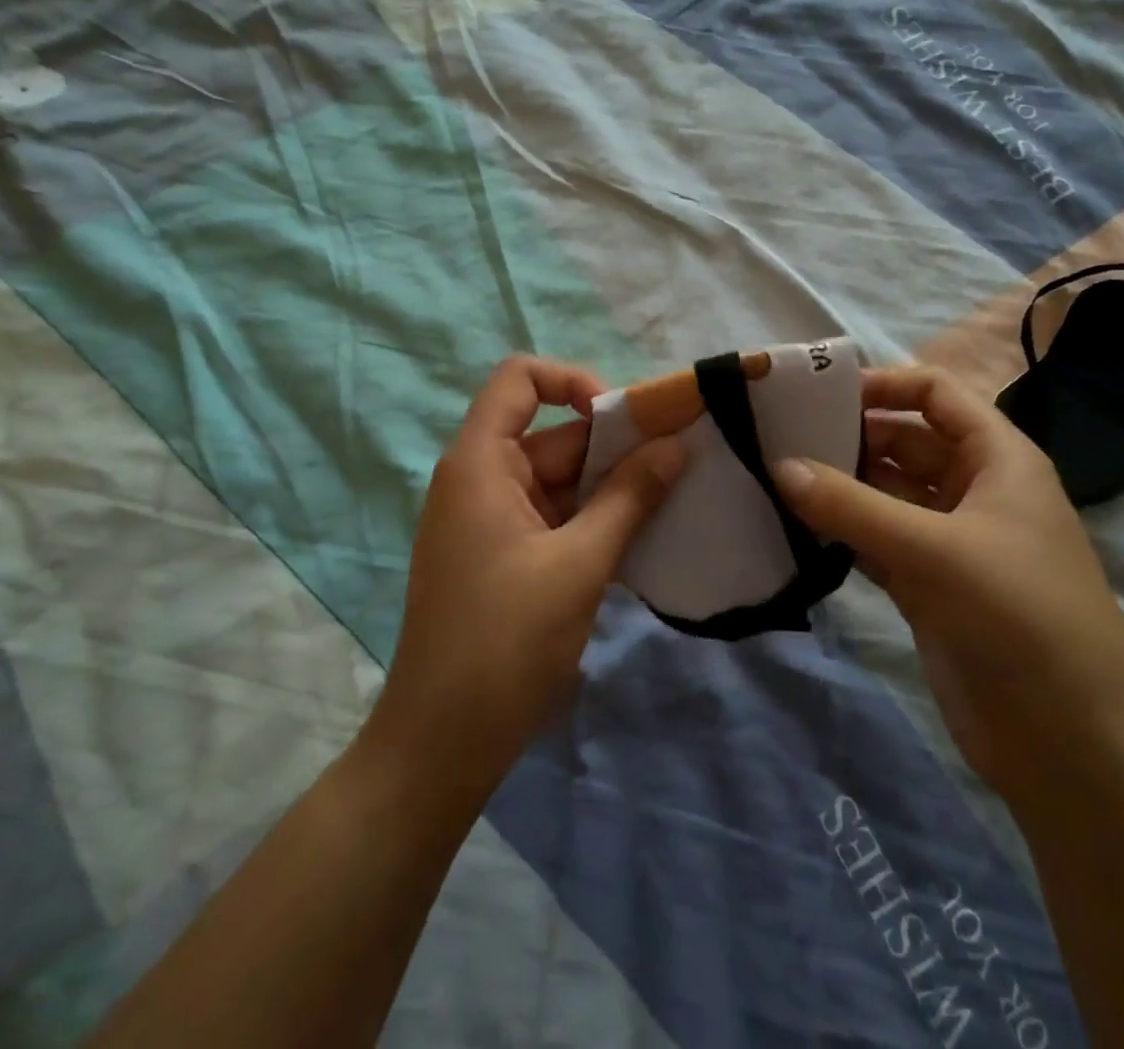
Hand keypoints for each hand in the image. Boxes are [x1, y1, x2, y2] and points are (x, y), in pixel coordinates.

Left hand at [368, 355, 683, 792]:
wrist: (442, 745)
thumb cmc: (505, 642)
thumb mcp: (579, 564)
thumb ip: (630, 498)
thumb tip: (676, 446)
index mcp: (480, 462)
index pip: (520, 379)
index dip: (573, 381)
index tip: (625, 421)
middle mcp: (481, 479)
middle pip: (553, 434)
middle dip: (615, 446)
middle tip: (681, 464)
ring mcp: (492, 520)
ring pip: (561, 480)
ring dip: (612, 488)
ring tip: (674, 499)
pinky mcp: (504, 556)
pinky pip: (556, 517)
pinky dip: (594, 521)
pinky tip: (643, 538)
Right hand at [773, 366, 1123, 802]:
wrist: (1072, 747)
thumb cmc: (1018, 617)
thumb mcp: (934, 550)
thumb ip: (851, 506)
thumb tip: (778, 466)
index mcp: (998, 459)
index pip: (937, 394)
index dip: (884, 384)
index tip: (820, 394)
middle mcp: (974, 490)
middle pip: (904, 441)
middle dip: (849, 436)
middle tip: (780, 438)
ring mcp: (950, 541)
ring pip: (885, 494)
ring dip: (840, 486)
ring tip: (776, 477)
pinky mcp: (929, 586)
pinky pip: (876, 542)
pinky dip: (842, 534)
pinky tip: (796, 529)